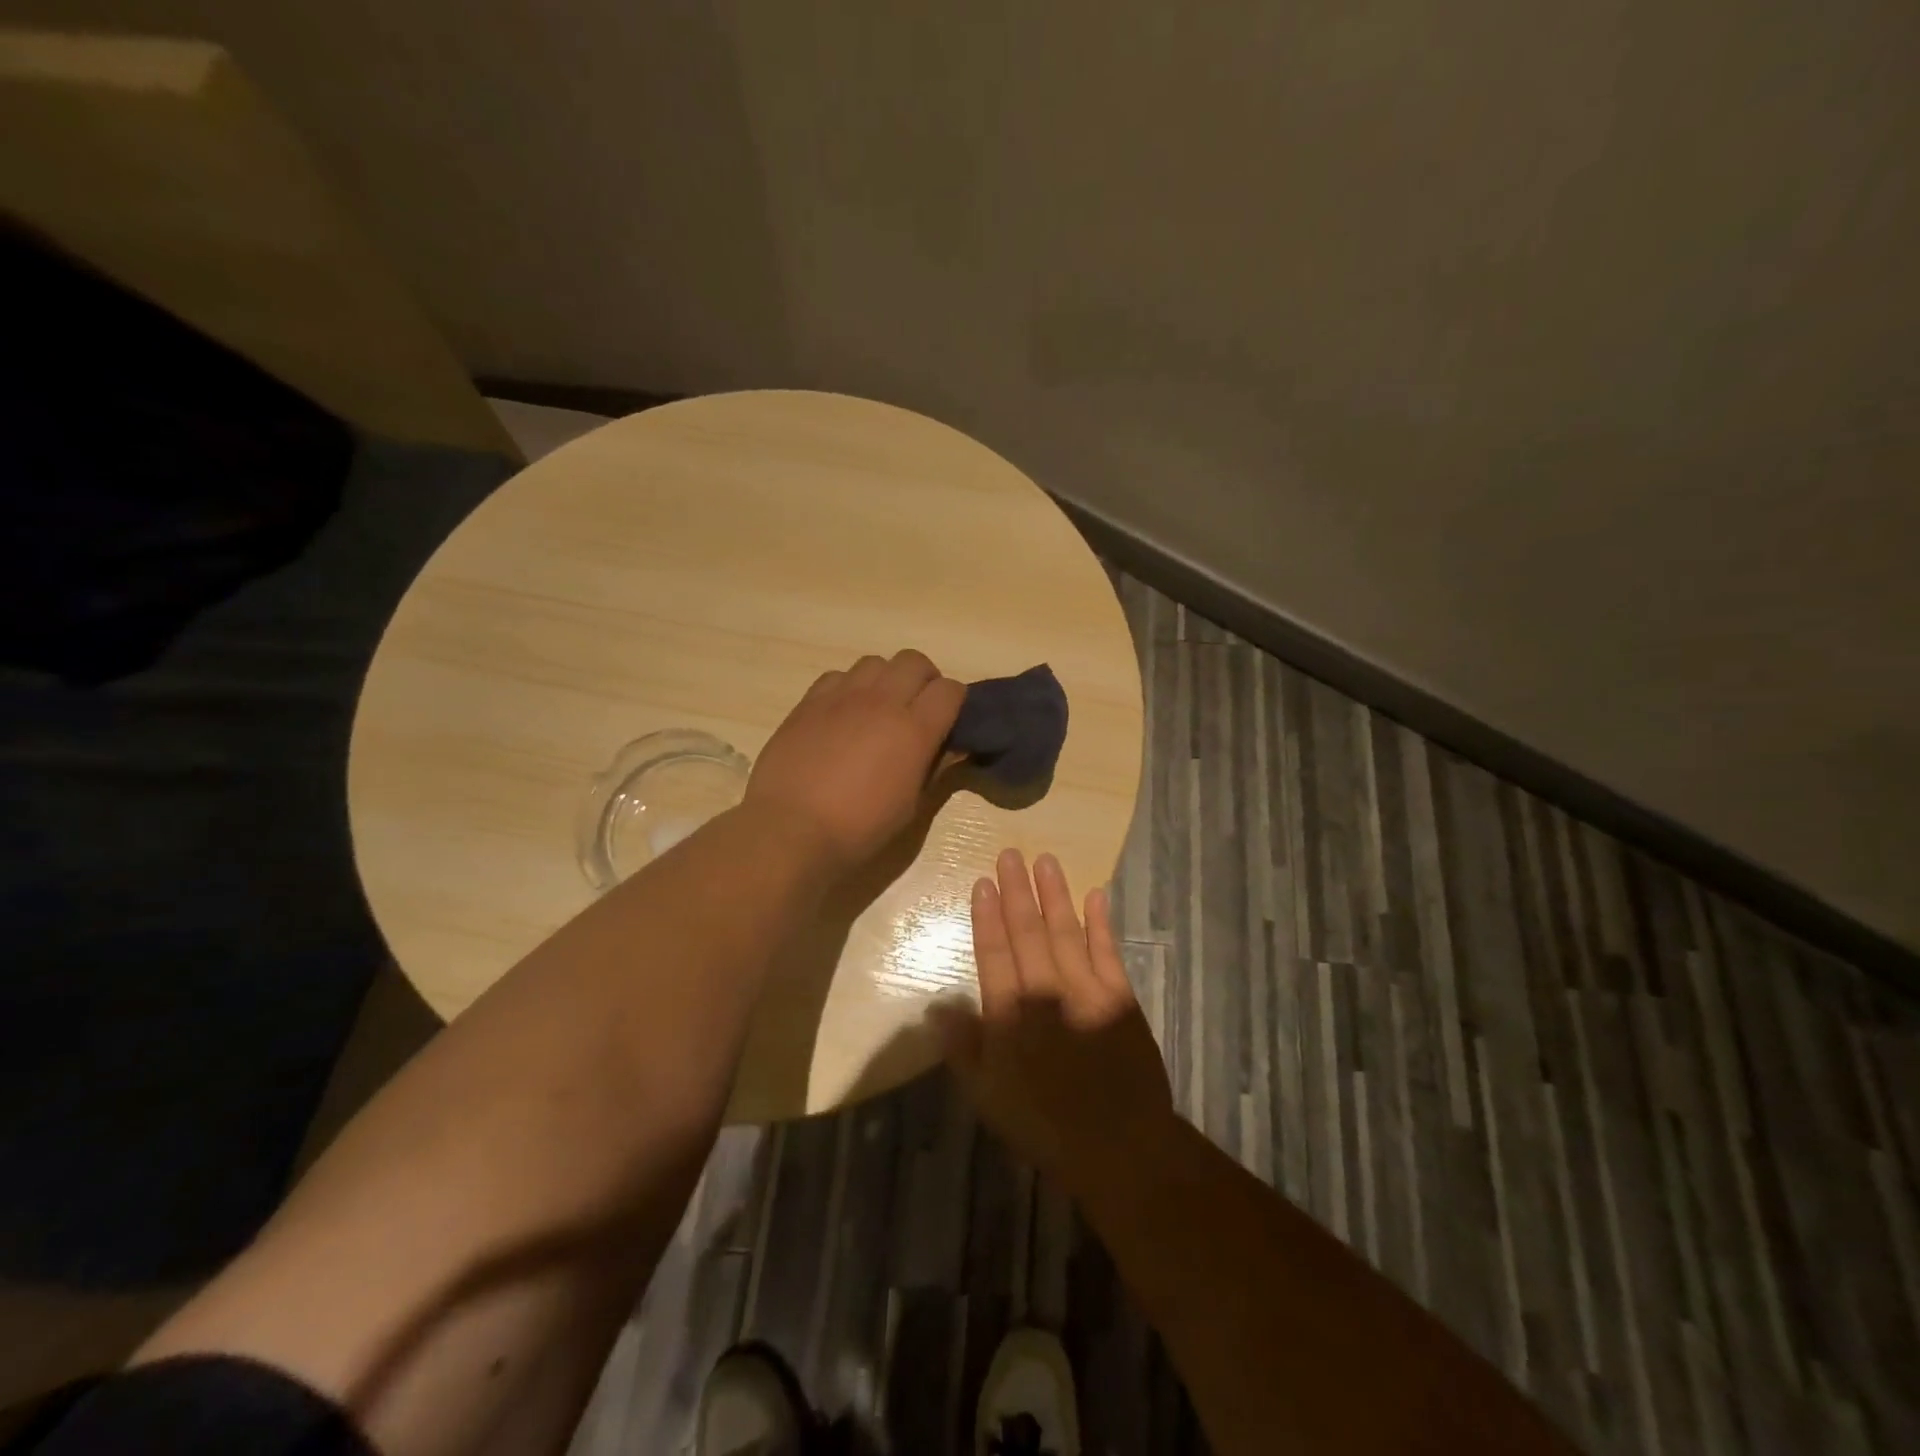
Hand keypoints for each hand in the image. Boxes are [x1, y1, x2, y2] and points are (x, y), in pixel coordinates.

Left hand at [743, 650, 965, 875]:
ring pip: (875, 662)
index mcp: (914, 730)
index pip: (950, 690)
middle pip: (914, 661)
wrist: (791, 829)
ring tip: (878, 709)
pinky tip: (843, 715)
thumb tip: (952, 748)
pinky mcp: (809, 701)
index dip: (954, 702)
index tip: (948, 721)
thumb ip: (933, 768)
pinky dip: (849, 687)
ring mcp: (842, 697)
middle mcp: (881, 701)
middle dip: (924, 680)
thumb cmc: (859, 828)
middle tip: (916, 710)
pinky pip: (838, 676)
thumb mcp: (910, 807)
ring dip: (886, 680)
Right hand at [934, 849, 1175, 1204]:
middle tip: (1010, 854)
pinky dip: (1101, 922)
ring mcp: (1087, 990)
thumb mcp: (988, 1096)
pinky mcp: (1120, 997)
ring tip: (1045, 861)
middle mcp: (1046, 992)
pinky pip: (1108, 951)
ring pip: (1066, 931)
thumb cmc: (1043, 1124)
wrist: (1119, 1146)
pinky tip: (1095, 895)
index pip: (994, 954)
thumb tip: (937, 1005)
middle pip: (1028, 932)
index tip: (983, 883)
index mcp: (1011, 1014)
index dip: (987, 917)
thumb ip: (963, 1047)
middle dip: (1017, 891)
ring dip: (1054, 895)